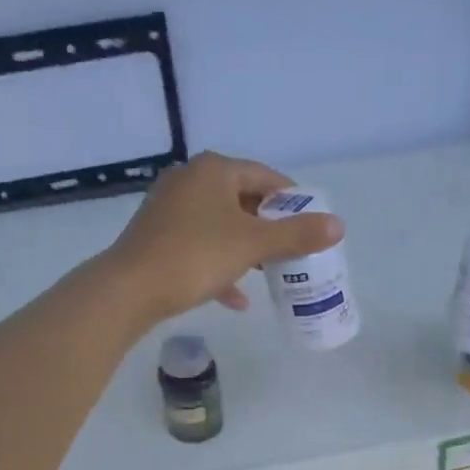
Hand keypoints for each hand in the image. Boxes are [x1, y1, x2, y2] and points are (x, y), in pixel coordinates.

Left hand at [103, 151, 344, 324]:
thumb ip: (297, 235)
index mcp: (213, 170)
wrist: (130, 289)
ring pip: (220, 226)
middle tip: (292, 250)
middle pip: (242, 200)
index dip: (292, 200)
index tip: (311, 224)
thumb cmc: (196, 256)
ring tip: (269, 272)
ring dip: (245, 249)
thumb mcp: (253, 244)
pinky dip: (220, 266)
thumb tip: (339, 225)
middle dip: (268, 227)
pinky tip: (237, 299)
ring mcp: (169, 209)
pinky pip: (199, 247)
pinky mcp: (157, 237)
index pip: (264, 176)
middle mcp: (189, 180)